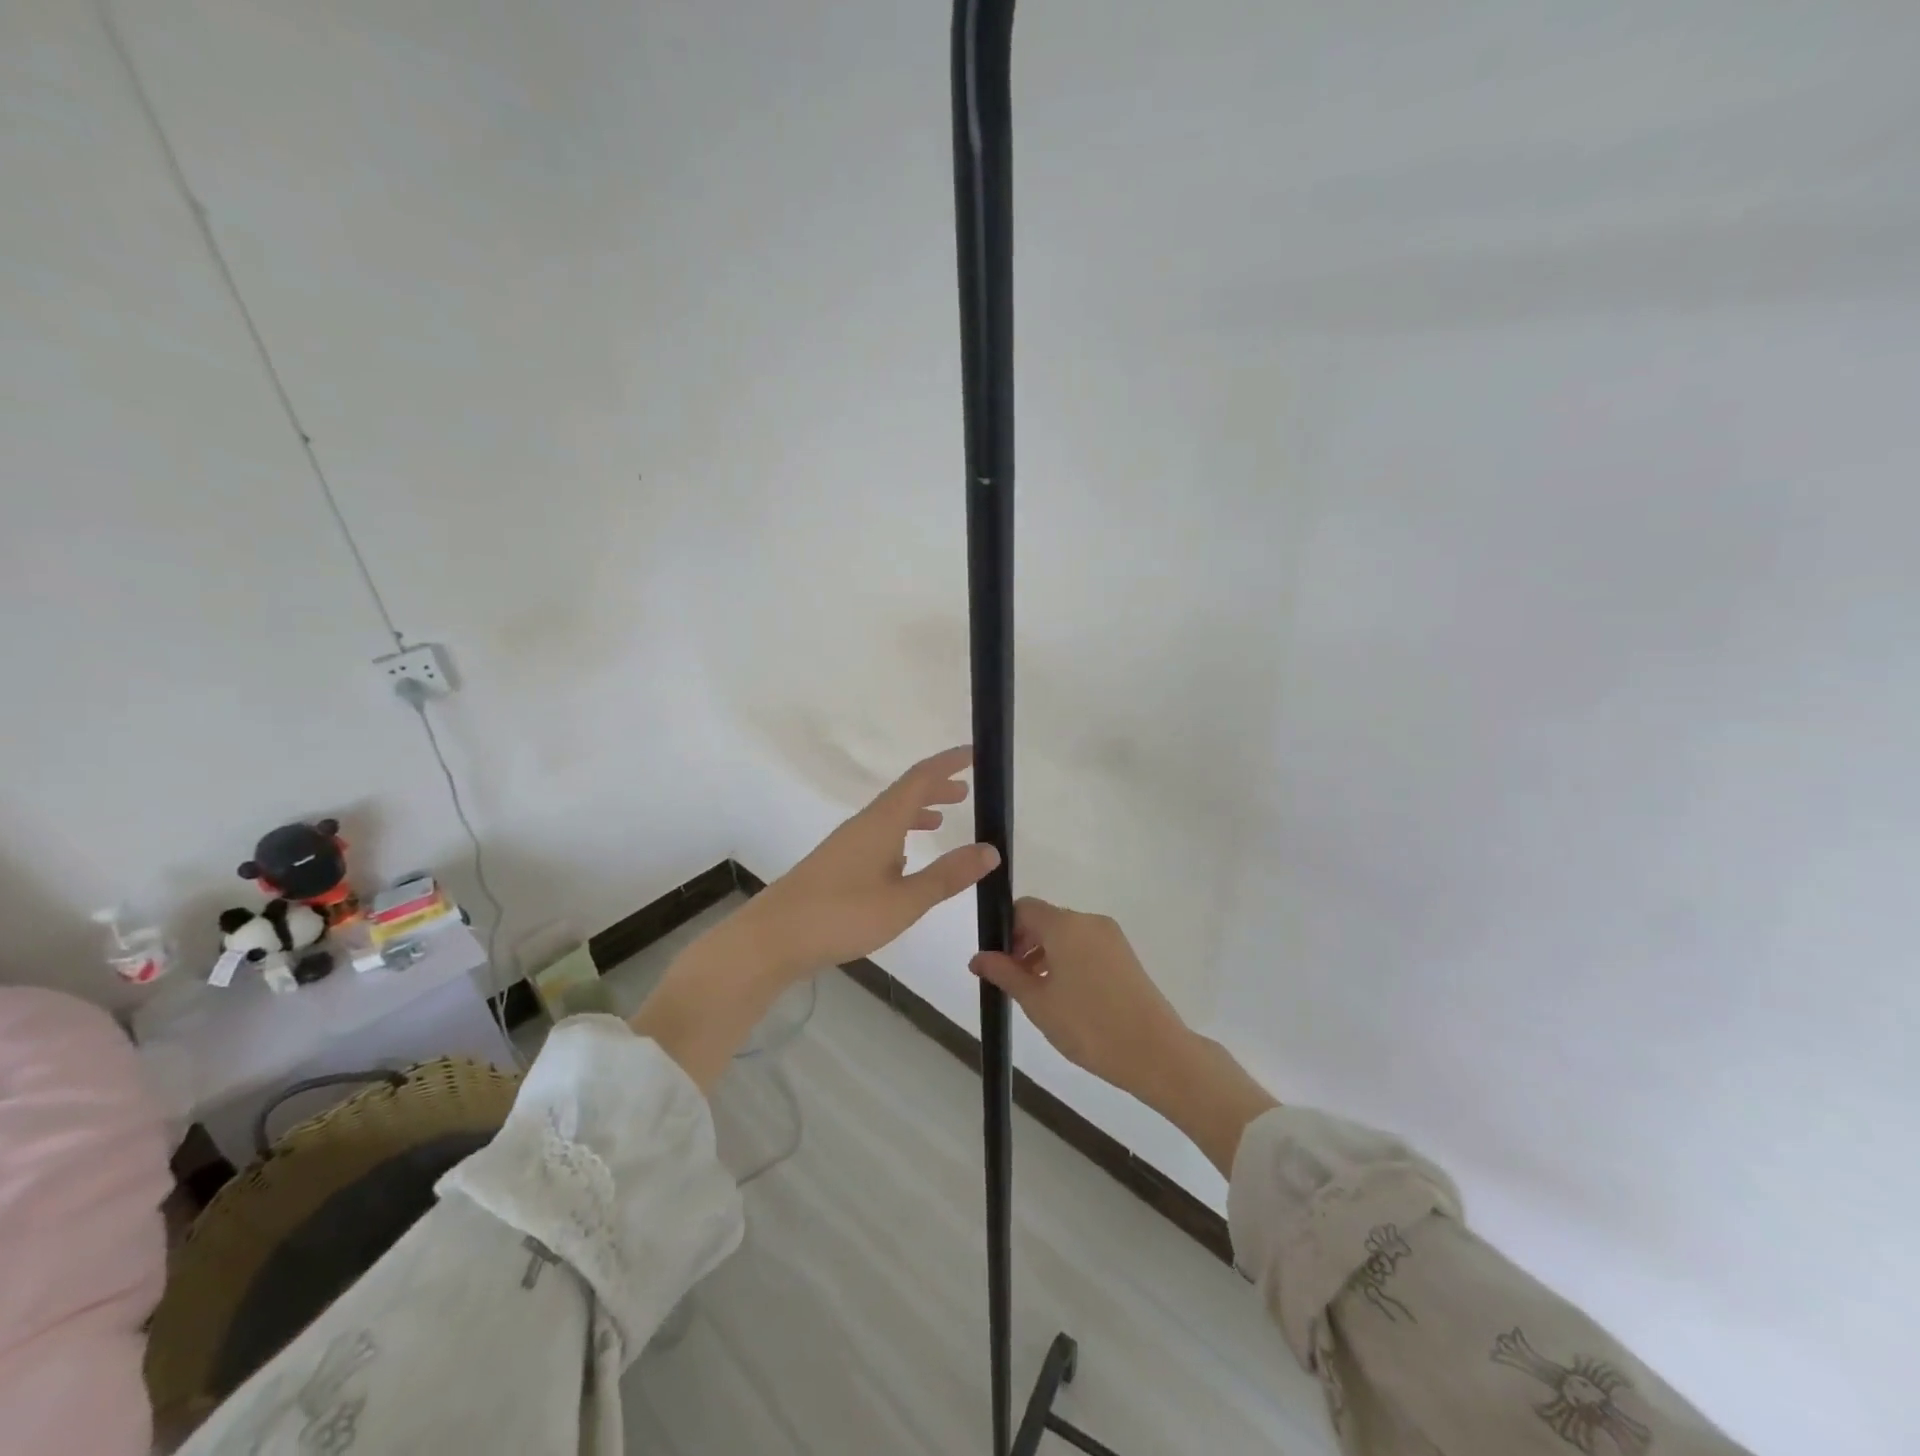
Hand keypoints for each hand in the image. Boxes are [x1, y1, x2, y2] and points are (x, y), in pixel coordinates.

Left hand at [746, 746, 1000, 980]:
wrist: (772, 939)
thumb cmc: (841, 915)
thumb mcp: (904, 901)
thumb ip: (947, 875)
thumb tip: (991, 849)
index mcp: (881, 822)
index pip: (920, 778)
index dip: (948, 763)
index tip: (974, 754)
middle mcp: (863, 824)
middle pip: (904, 794)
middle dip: (936, 788)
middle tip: (965, 792)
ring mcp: (846, 844)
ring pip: (889, 816)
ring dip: (917, 811)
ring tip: (942, 820)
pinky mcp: (836, 865)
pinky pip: (876, 835)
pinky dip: (899, 834)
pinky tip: (904, 858)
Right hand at [970, 898, 1278, 1175]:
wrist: (1156, 1052)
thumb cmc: (1088, 1026)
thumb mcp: (1037, 1002)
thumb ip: (1005, 973)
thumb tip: (977, 957)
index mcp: (1065, 924)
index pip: (1024, 908)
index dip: (1006, 930)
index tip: (1000, 964)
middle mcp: (1089, 921)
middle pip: (1046, 919)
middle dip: (1024, 944)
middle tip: (1015, 983)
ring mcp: (1111, 937)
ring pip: (1066, 935)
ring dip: (1046, 955)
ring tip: (1040, 996)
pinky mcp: (1125, 954)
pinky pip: (1086, 946)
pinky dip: (1069, 961)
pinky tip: (1068, 998)